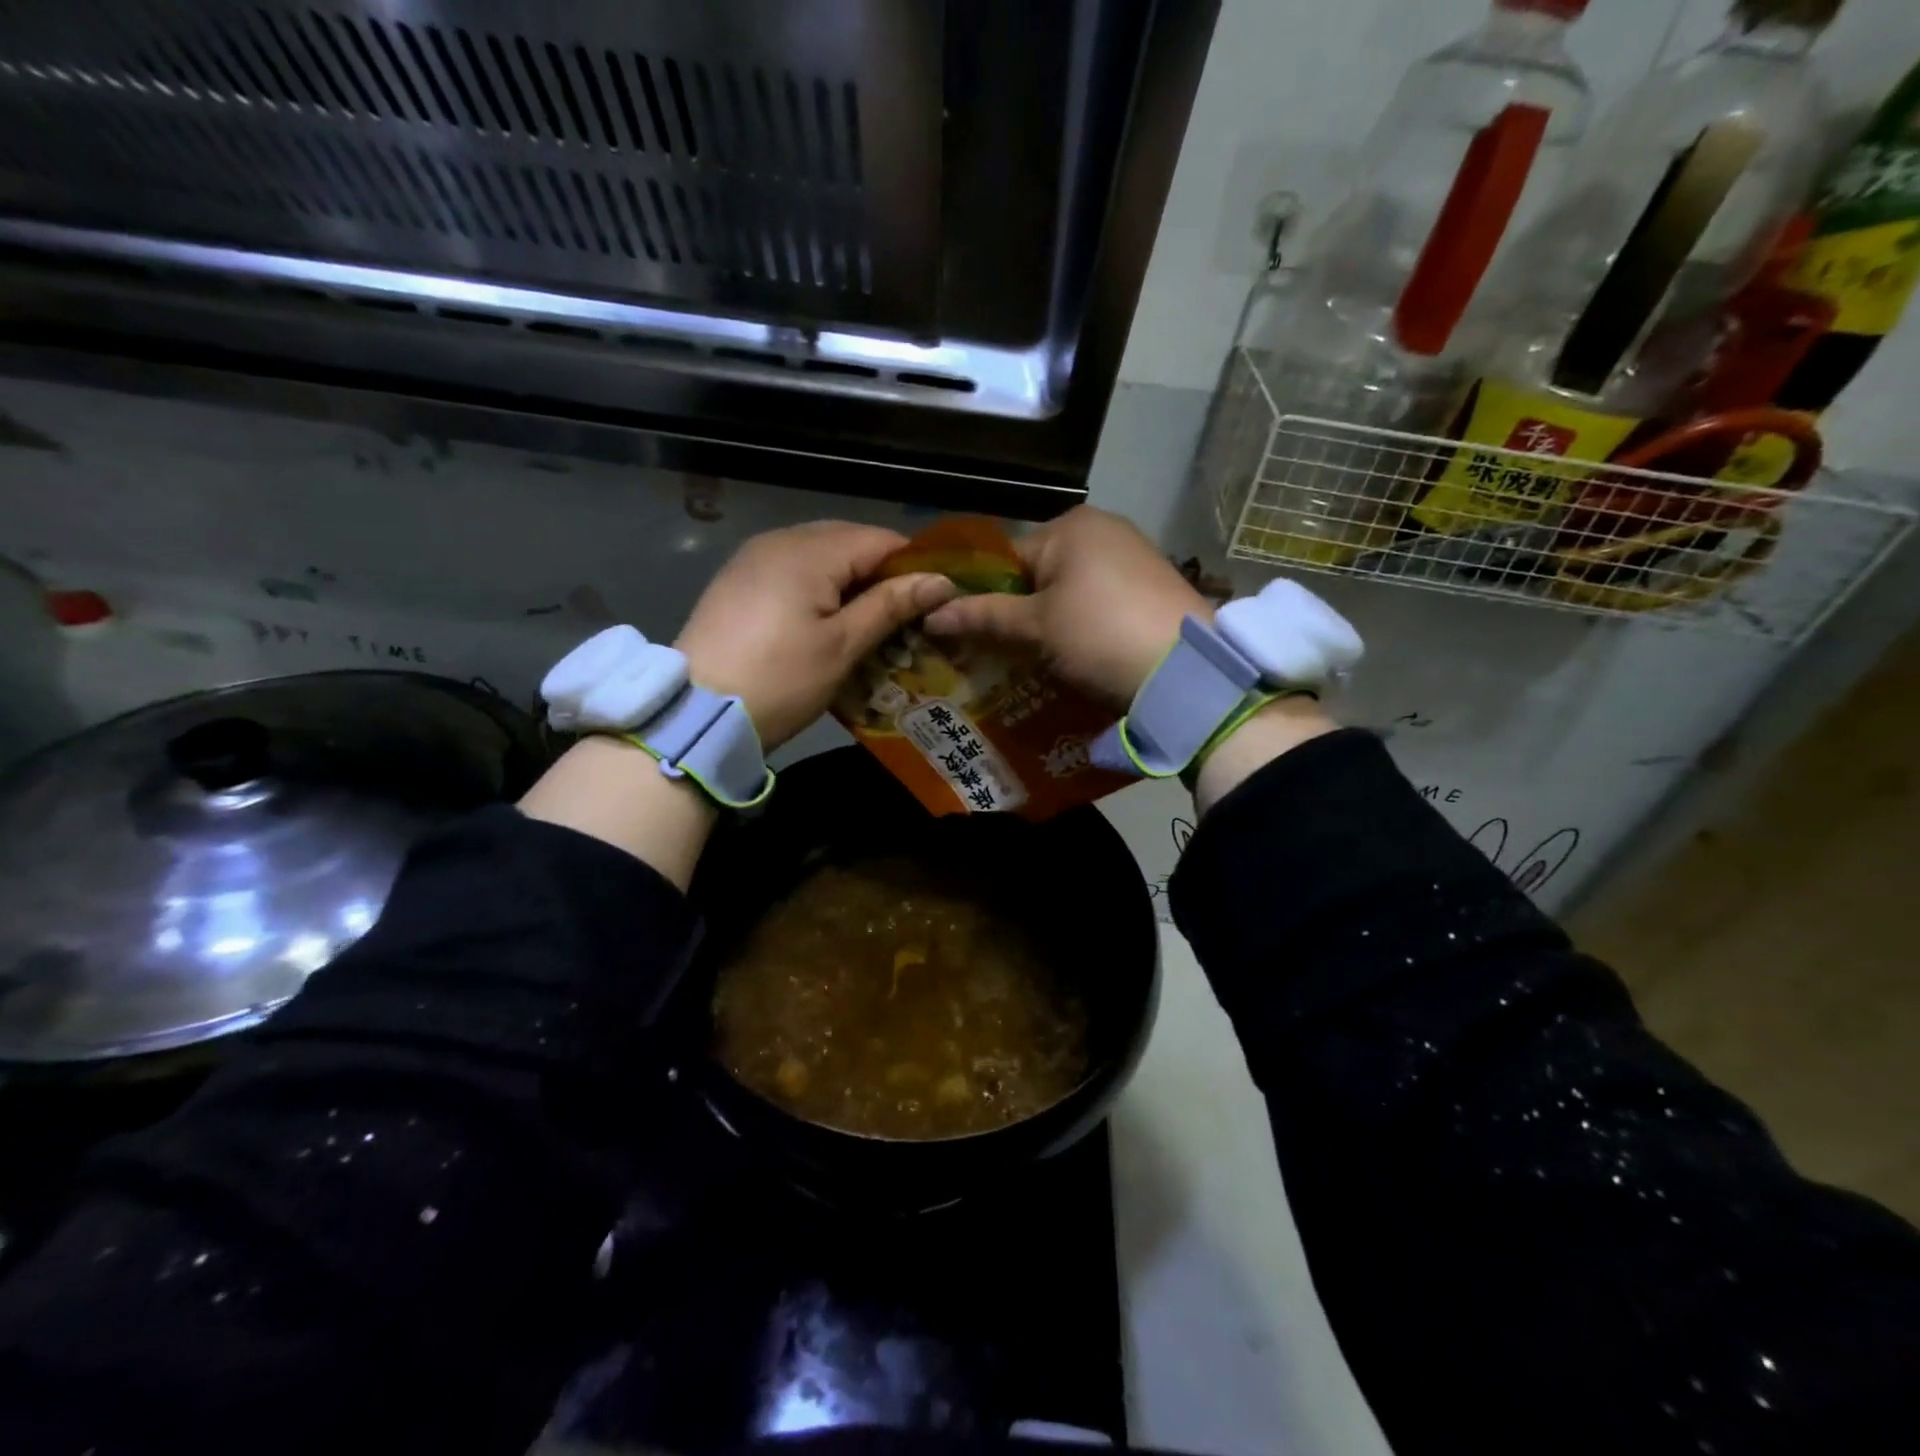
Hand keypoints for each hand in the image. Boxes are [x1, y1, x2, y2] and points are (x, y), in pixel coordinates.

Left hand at [674, 521, 956, 748]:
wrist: (697, 713)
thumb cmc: (780, 681)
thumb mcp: (843, 646)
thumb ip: (891, 605)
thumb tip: (941, 581)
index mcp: (809, 551)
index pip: (880, 539)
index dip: (914, 566)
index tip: (935, 602)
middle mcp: (780, 540)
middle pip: (849, 541)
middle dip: (881, 574)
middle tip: (905, 617)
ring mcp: (753, 558)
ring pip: (820, 555)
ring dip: (850, 582)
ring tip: (870, 623)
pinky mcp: (738, 581)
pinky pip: (792, 569)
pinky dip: (819, 588)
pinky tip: (827, 622)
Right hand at [920, 506, 1209, 708]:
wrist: (1186, 673)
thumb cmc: (1099, 636)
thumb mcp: (1036, 628)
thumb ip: (983, 616)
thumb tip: (929, 615)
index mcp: (1071, 527)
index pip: (1006, 558)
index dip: (984, 597)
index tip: (970, 635)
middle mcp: (1104, 529)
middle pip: (1039, 574)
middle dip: (1019, 612)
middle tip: (1001, 654)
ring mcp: (1134, 557)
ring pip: (1070, 590)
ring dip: (1052, 622)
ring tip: (1039, 661)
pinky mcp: (1153, 587)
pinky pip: (1100, 602)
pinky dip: (1084, 626)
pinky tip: (1081, 656)